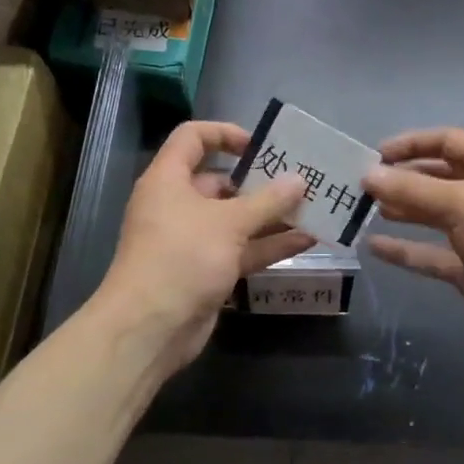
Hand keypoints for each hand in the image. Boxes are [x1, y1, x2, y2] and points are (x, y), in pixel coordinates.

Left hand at [97, 121, 314, 373]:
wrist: (150, 329)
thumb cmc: (182, 257)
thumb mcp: (228, 223)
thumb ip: (267, 200)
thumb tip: (299, 180)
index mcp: (169, 179)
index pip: (193, 138)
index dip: (225, 134)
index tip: (260, 146)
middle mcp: (178, 205)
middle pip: (221, 181)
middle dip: (260, 181)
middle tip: (300, 179)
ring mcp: (193, 240)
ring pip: (236, 219)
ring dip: (271, 215)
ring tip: (313, 208)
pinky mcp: (207, 270)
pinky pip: (242, 249)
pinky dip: (269, 245)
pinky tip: (306, 241)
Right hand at [363, 128, 463, 351]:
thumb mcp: (460, 202)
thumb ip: (412, 189)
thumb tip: (369, 174)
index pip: (447, 142)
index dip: (413, 144)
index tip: (377, 154)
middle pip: (437, 178)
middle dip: (403, 178)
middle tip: (364, 186)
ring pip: (432, 215)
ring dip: (402, 210)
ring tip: (367, 210)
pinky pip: (430, 254)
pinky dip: (404, 250)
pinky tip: (374, 248)